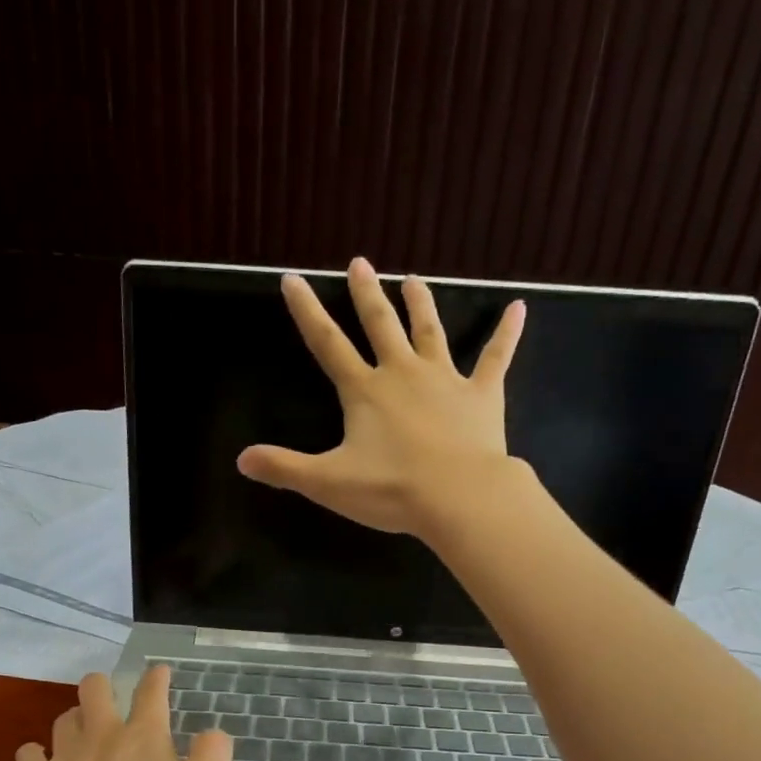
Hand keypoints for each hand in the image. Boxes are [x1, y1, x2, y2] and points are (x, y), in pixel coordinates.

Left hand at [13, 667, 231, 760]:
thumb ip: (214, 758)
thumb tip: (213, 733)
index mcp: (144, 736)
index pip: (151, 693)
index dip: (157, 679)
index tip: (160, 672)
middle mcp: (101, 735)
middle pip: (95, 689)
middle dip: (103, 685)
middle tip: (110, 695)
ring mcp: (63, 756)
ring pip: (64, 718)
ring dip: (74, 718)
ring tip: (81, 730)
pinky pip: (30, 754)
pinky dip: (37, 754)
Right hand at [236, 256, 527, 537]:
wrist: (459, 497)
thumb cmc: (391, 489)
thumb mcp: (328, 483)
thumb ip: (285, 468)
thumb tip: (241, 460)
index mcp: (364, 391)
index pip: (327, 344)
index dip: (308, 311)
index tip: (292, 278)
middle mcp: (402, 373)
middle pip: (380, 325)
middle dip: (366, 294)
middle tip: (361, 262)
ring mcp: (445, 380)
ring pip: (430, 332)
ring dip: (421, 304)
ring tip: (414, 279)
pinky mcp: (481, 396)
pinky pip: (496, 358)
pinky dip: (507, 334)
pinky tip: (519, 307)